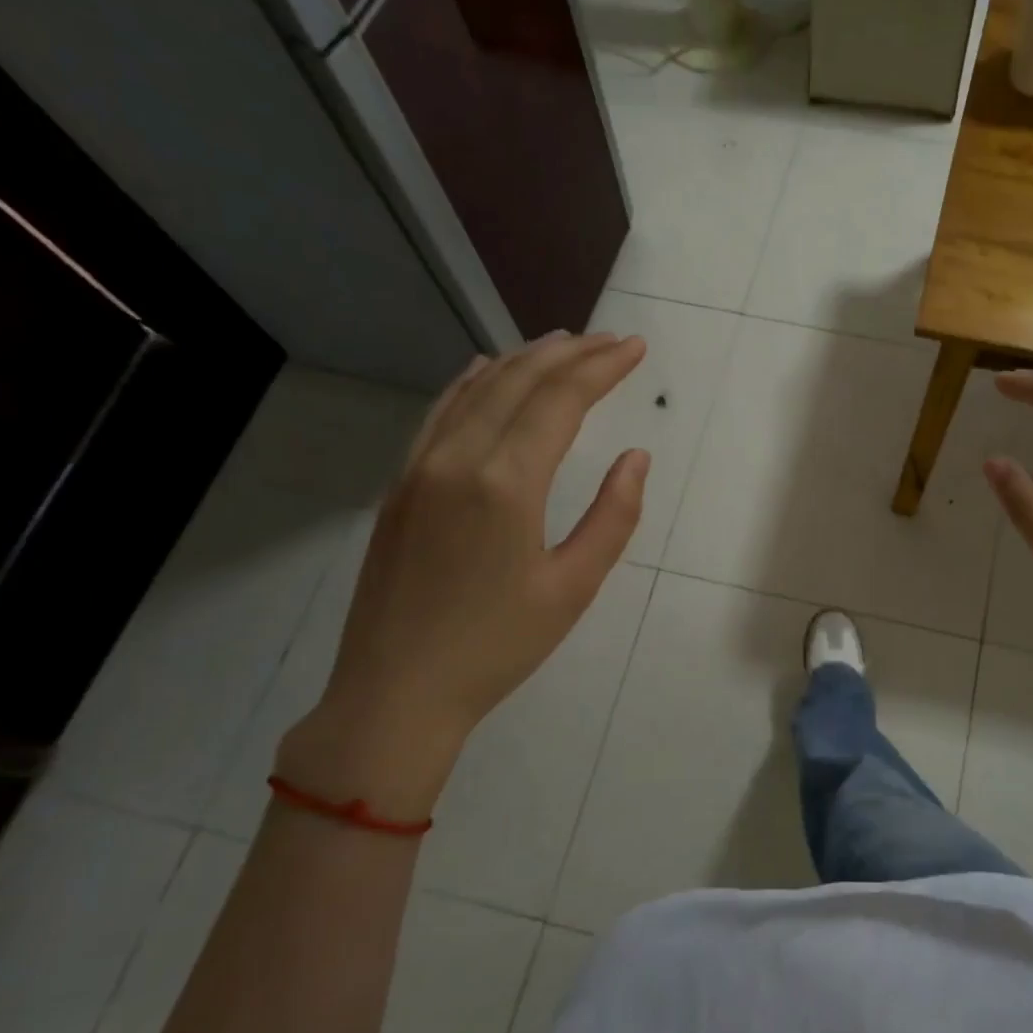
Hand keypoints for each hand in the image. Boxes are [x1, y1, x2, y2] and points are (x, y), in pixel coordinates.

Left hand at [277, 332, 649, 819]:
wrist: (396, 691)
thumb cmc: (497, 647)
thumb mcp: (573, 588)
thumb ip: (612, 516)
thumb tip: (636, 458)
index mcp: (506, 483)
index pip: (560, 400)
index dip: (602, 367)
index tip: (635, 348)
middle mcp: (458, 458)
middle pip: (519, 381)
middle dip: (570, 354)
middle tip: (611, 341)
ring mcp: (419, 468)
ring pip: (476, 389)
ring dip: (523, 360)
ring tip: (562, 343)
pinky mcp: (400, 486)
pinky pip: (440, 414)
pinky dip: (471, 383)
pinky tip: (486, 371)